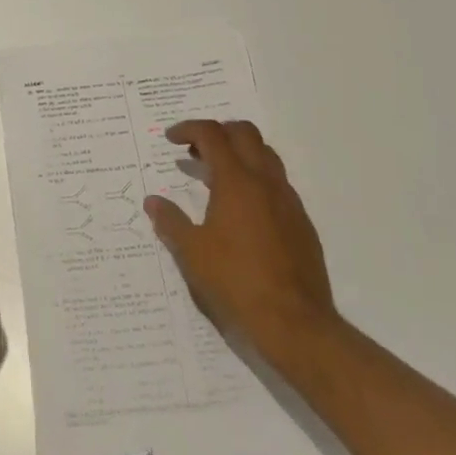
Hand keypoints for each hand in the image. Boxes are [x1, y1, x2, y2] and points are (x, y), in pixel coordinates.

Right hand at [144, 119, 341, 372]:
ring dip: (240, 153)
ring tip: (218, 177)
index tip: (171, 139)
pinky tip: (243, 211)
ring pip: (266, 155)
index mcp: (236, 181)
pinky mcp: (303, 223)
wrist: (297, 325)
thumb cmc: (237, 282)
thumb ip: (170, 221)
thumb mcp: (192, 253)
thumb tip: (152, 202)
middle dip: (218, 132)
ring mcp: (288, 201)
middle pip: (244, 132)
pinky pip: (279, 184)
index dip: (188, 129)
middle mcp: (265, 181)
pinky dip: (257, 180)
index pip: (212, 134)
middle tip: (196, 151)